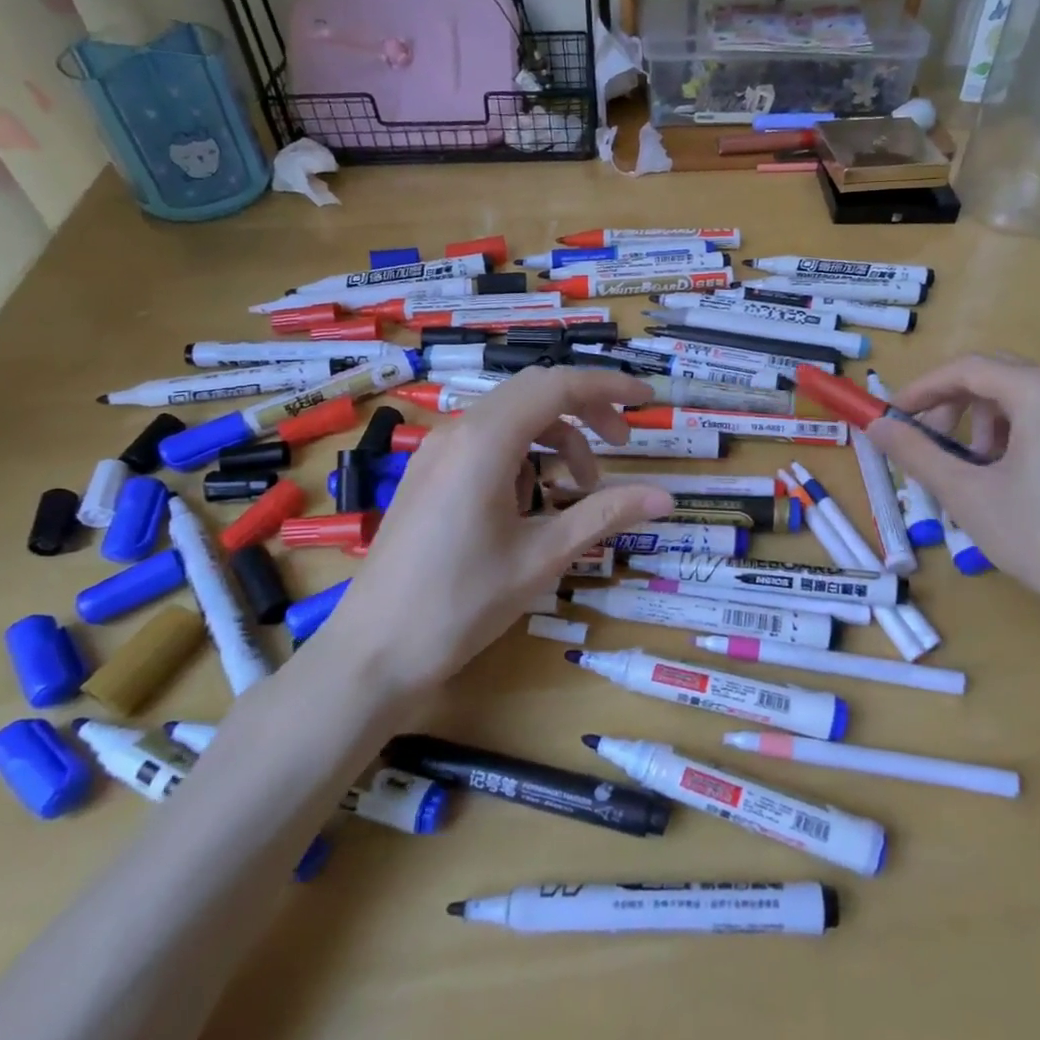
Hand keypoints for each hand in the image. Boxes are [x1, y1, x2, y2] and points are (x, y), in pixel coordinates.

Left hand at [318, 367, 673, 687]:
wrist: (373, 652)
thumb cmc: (461, 604)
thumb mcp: (542, 557)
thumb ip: (605, 515)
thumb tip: (666, 498)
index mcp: (485, 441)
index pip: (558, 386)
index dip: (609, 387)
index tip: (647, 401)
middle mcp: (458, 432)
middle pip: (534, 392)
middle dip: (586, 410)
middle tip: (622, 448)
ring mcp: (437, 452)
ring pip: (511, 418)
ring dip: (555, 438)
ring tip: (578, 489)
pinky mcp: (428, 474)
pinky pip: (486, 442)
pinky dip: (524, 455)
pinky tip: (531, 504)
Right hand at [865, 354, 1039, 629]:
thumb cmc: (1039, 536)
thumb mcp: (965, 493)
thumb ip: (915, 452)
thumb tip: (876, 426)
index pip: (968, 369)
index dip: (921, 389)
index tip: (891, 416)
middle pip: (998, 377)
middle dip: (953, 406)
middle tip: (928, 445)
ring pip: (1026, 400)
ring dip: (985, 424)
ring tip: (970, 471)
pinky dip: (1018, 437)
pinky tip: (1009, 481)